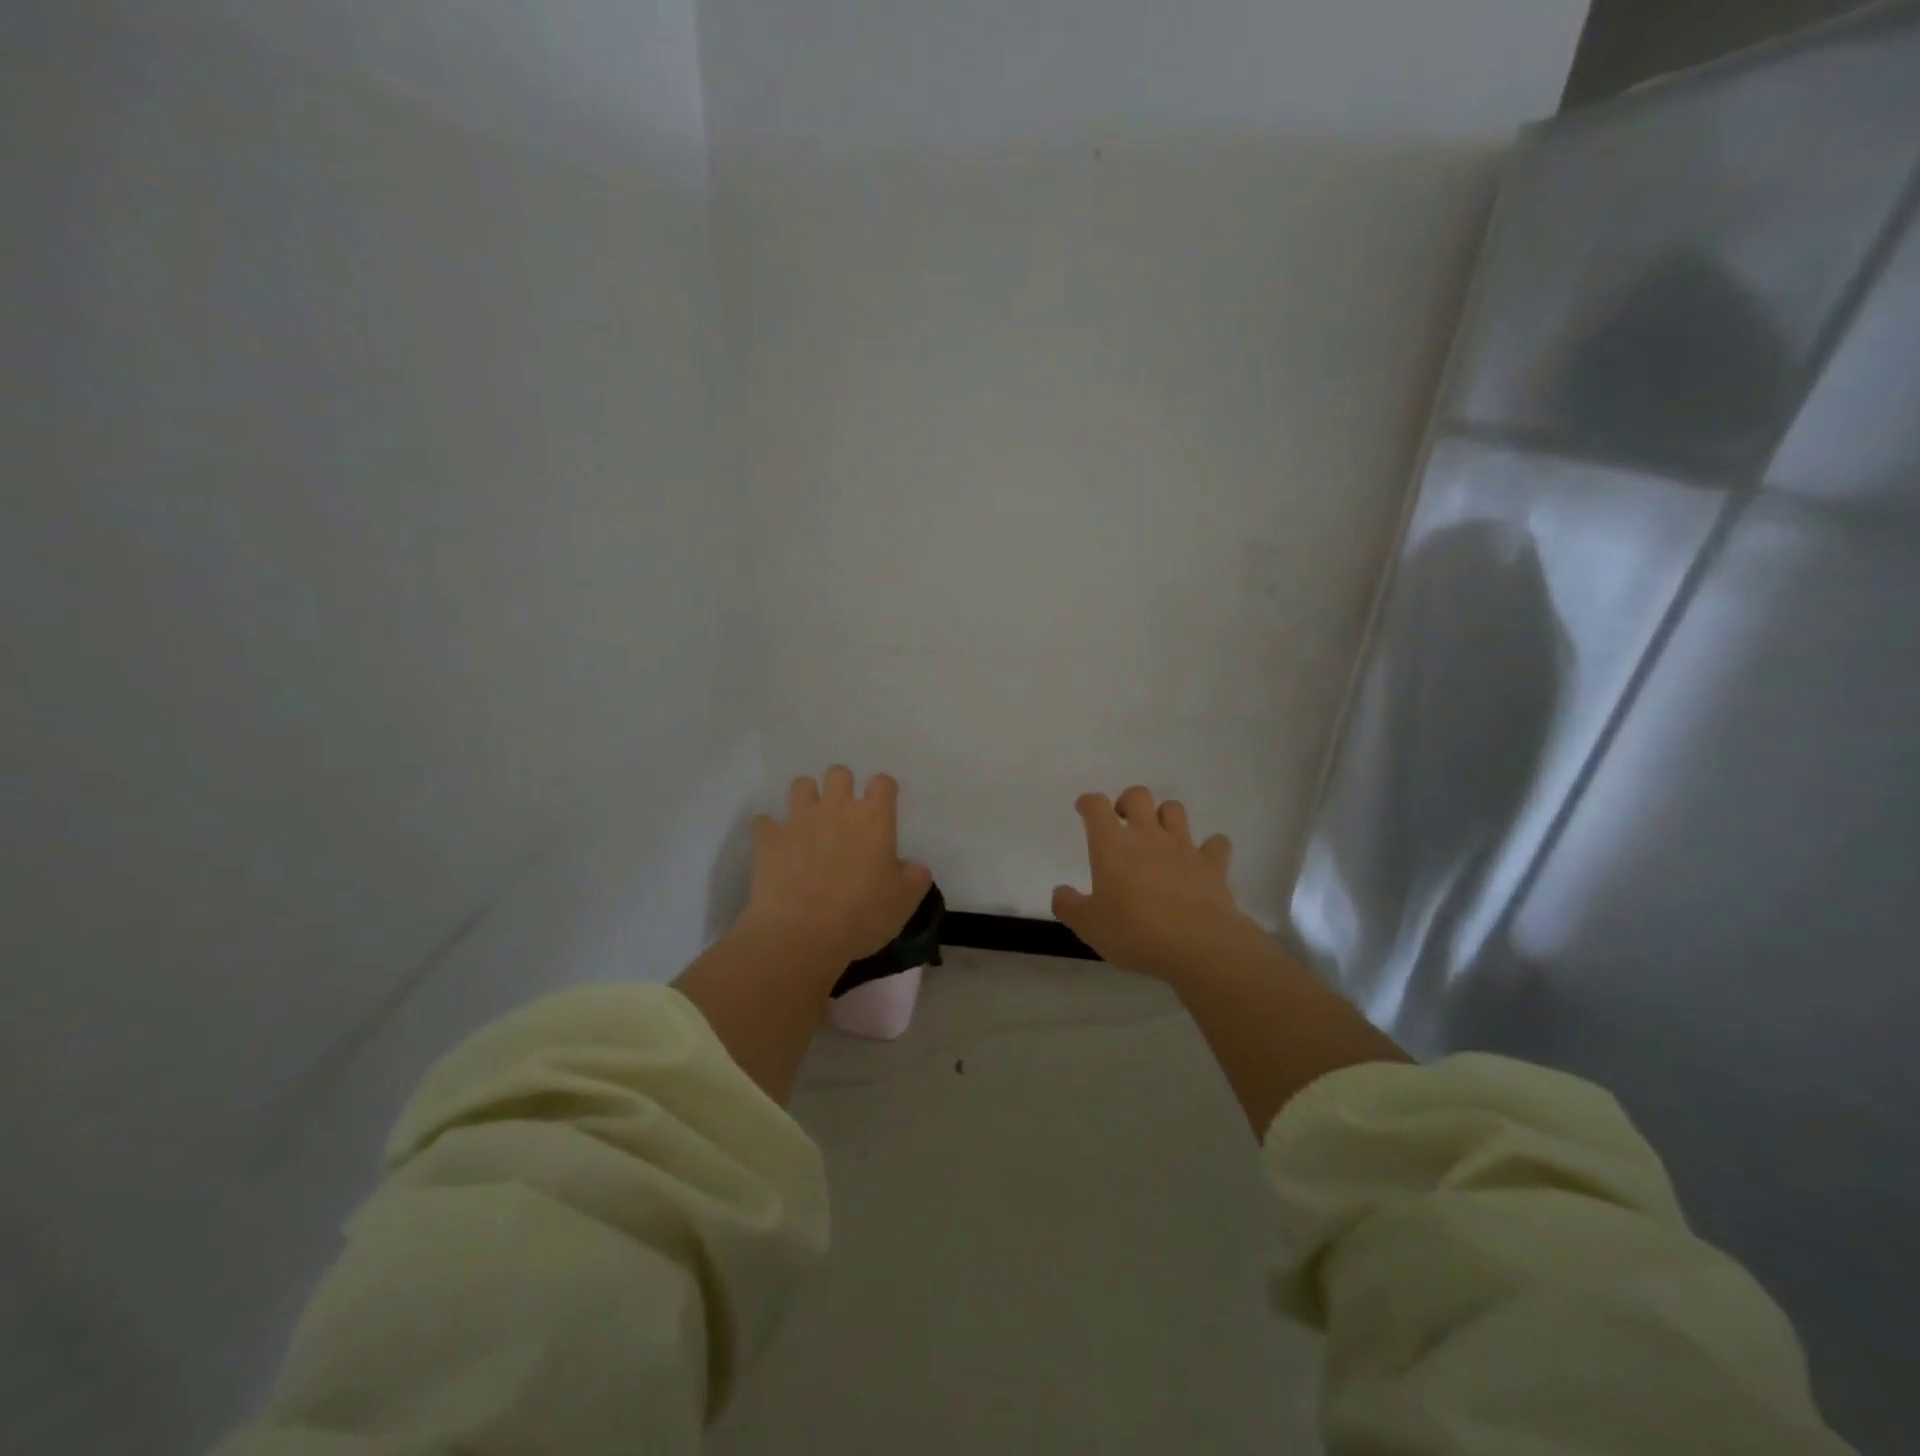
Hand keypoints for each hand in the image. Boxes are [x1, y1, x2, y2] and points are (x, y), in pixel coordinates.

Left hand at [741, 766, 932, 967]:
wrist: (801, 935)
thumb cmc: (862, 915)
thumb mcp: (904, 901)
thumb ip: (915, 877)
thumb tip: (914, 867)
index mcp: (874, 818)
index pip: (883, 783)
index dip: (883, 791)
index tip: (883, 808)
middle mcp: (836, 808)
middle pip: (839, 773)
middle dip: (842, 787)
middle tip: (844, 815)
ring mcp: (798, 819)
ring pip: (801, 785)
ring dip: (807, 798)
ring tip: (809, 823)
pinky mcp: (768, 838)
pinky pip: (765, 821)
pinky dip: (771, 831)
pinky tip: (776, 848)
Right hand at [1052, 786, 1268, 983]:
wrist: (1198, 945)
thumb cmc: (1134, 932)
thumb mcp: (1088, 926)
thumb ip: (1069, 906)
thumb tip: (1061, 892)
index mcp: (1112, 845)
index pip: (1096, 806)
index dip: (1089, 803)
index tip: (1085, 809)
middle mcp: (1147, 836)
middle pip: (1138, 796)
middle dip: (1127, 802)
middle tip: (1123, 822)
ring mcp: (1183, 846)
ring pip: (1175, 809)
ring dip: (1165, 816)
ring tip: (1159, 836)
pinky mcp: (1212, 864)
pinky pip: (1216, 843)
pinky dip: (1210, 846)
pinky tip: (1203, 859)